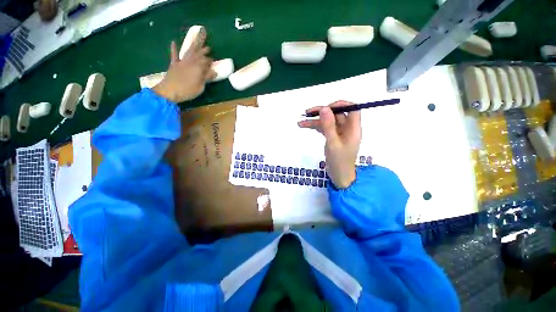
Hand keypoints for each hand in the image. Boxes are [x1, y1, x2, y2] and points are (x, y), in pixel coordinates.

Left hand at [153, 31, 213, 102]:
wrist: (169, 91)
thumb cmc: (188, 91)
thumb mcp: (200, 87)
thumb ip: (206, 78)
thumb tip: (214, 72)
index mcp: (198, 68)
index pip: (206, 61)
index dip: (210, 60)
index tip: (213, 61)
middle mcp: (190, 62)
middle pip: (198, 54)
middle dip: (203, 50)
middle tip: (208, 48)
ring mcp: (181, 62)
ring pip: (188, 51)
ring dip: (193, 46)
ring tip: (197, 40)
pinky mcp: (174, 64)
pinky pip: (174, 55)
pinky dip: (174, 48)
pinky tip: (173, 42)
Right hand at [298, 101, 361, 188]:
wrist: (339, 176)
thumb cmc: (339, 161)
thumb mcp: (333, 143)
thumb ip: (328, 126)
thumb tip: (324, 108)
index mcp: (353, 128)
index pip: (352, 108)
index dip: (340, 104)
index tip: (326, 108)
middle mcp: (347, 128)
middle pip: (336, 114)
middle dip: (322, 112)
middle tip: (307, 113)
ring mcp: (339, 133)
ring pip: (328, 121)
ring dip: (315, 120)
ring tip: (301, 122)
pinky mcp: (332, 137)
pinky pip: (324, 128)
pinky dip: (315, 127)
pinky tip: (305, 126)